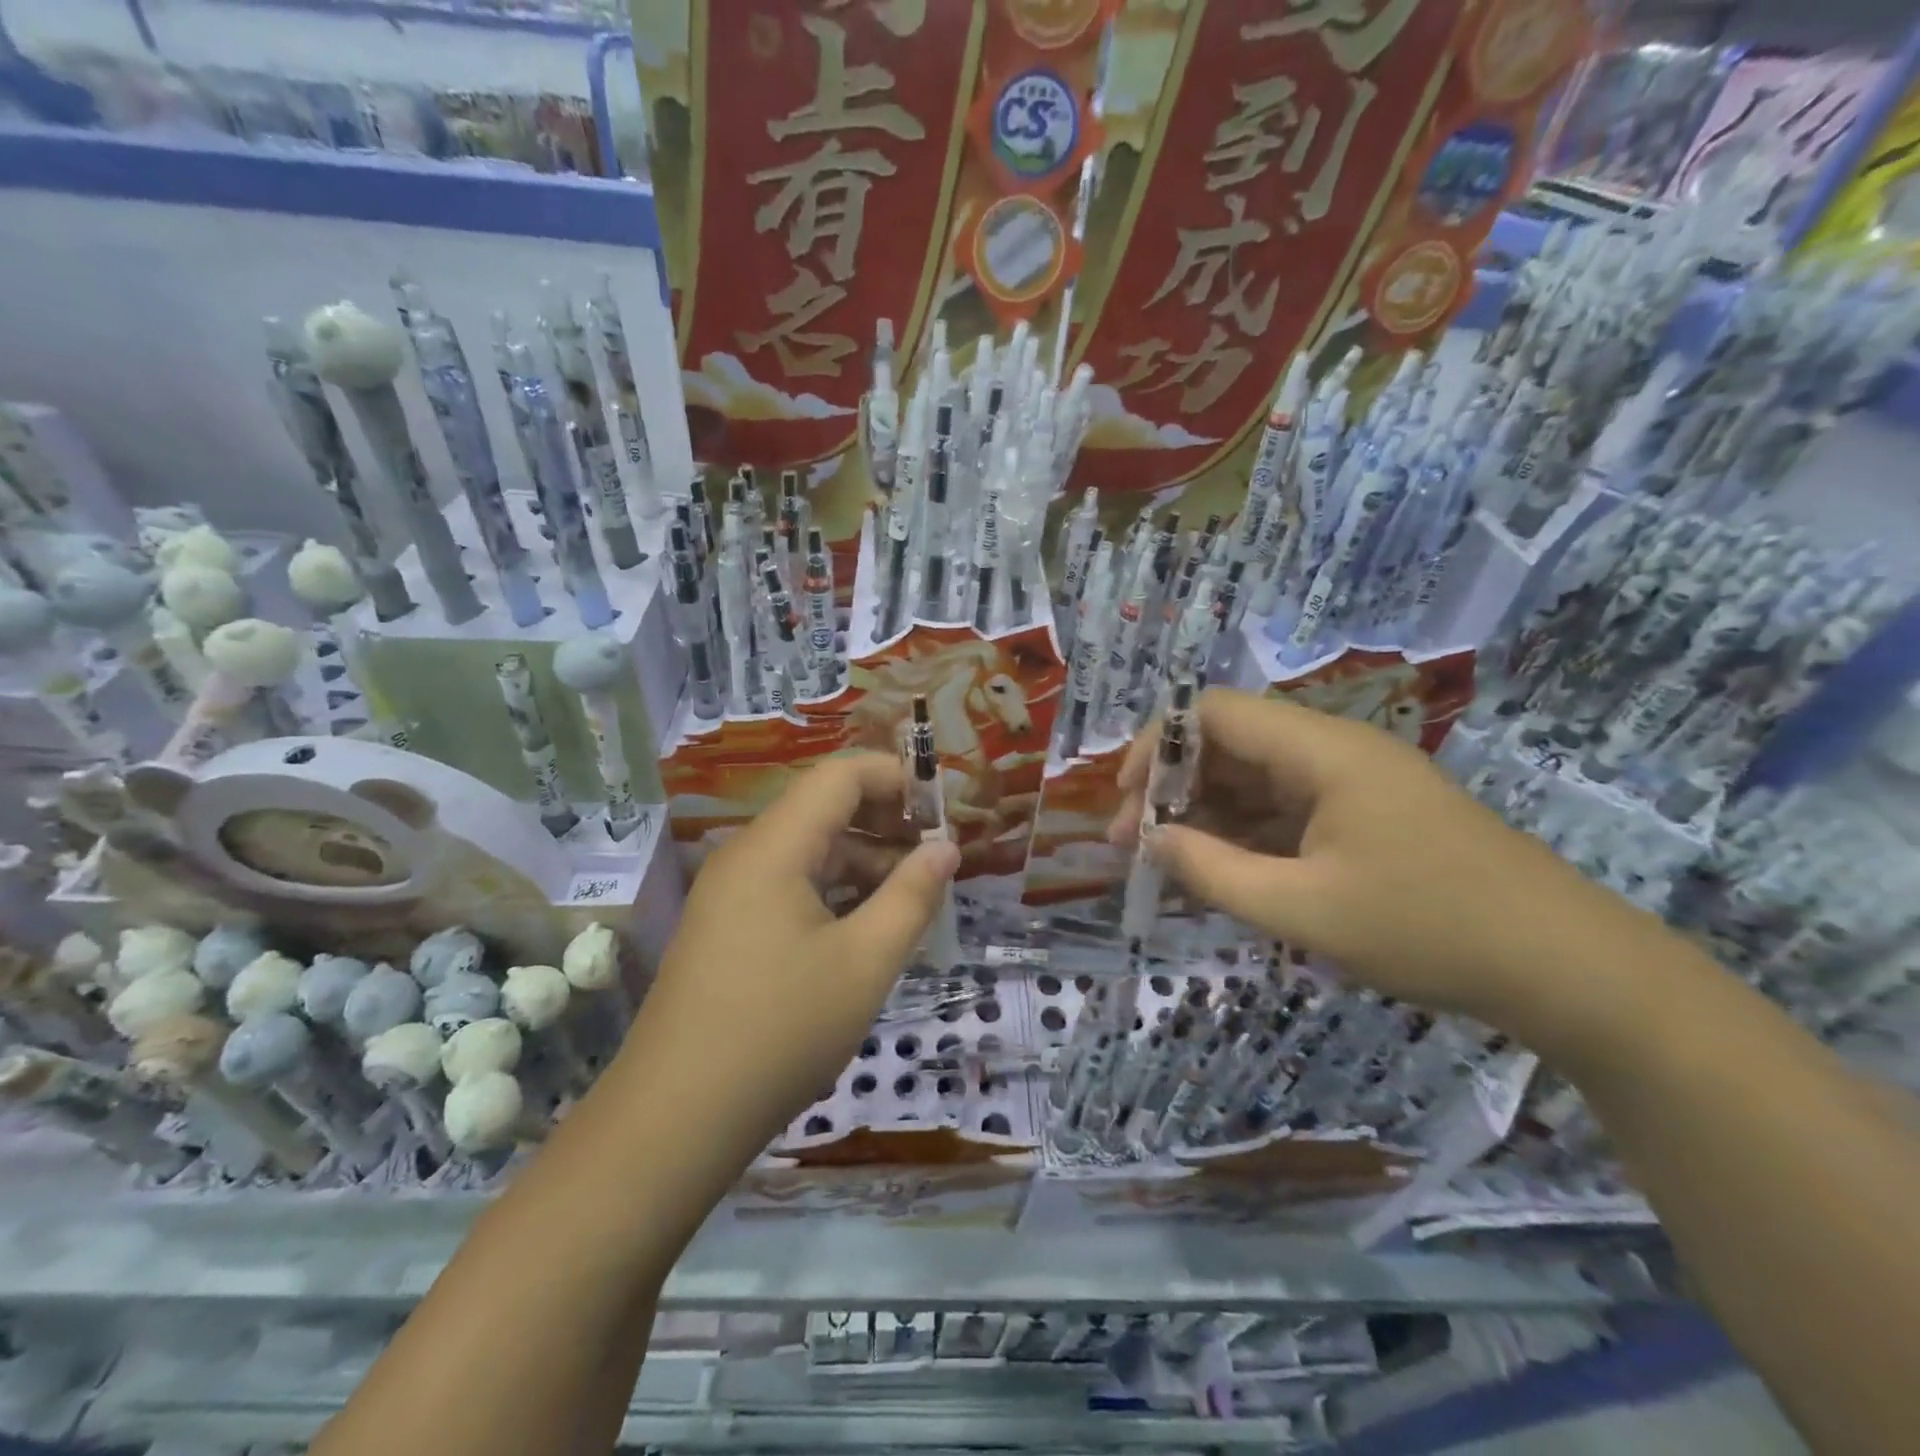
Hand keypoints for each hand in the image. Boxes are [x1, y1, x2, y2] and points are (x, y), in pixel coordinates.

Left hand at [621, 752, 958, 1161]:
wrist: (675, 1120)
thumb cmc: (779, 1032)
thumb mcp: (864, 963)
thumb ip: (912, 896)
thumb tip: (946, 848)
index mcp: (774, 847)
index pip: (841, 775)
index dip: (897, 777)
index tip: (945, 807)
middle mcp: (747, 855)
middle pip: (824, 807)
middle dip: (887, 820)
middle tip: (938, 853)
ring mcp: (732, 893)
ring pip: (810, 850)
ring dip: (865, 861)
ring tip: (915, 895)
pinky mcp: (729, 927)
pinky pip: (791, 885)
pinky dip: (836, 891)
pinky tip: (868, 926)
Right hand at [1108, 688, 1660, 1035]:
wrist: (1568, 968)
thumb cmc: (1430, 928)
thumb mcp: (1304, 909)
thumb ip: (1213, 872)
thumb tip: (1149, 841)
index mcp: (1321, 751)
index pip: (1213, 712)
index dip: (1155, 744)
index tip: (1122, 798)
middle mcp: (1333, 752)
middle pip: (1229, 744)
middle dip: (1171, 787)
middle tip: (1132, 843)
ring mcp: (1352, 784)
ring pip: (1254, 780)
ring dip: (1204, 814)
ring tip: (1165, 864)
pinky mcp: (1366, 817)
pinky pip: (1285, 812)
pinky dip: (1244, 836)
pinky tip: (1219, 873)